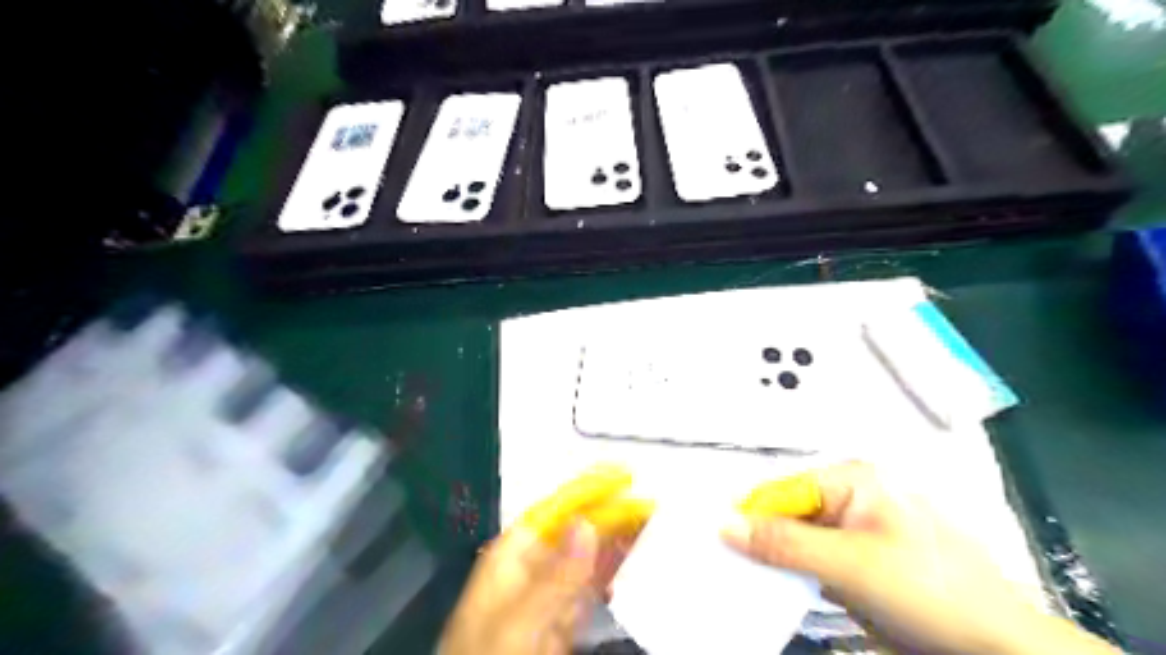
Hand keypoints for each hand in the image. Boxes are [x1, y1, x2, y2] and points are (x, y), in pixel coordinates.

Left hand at [441, 465, 651, 654]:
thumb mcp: (518, 620)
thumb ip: (555, 575)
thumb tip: (586, 525)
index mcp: (512, 555)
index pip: (555, 511)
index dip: (588, 489)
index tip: (623, 475)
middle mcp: (531, 568)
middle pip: (576, 531)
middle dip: (610, 514)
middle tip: (649, 502)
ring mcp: (548, 596)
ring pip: (588, 557)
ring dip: (616, 539)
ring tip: (648, 521)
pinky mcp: (561, 622)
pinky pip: (591, 588)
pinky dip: (611, 572)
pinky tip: (630, 558)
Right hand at [720, 464, 1119, 654]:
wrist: (1001, 650)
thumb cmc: (931, 592)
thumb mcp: (850, 566)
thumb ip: (783, 544)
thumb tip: (724, 525)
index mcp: (852, 478)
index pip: (781, 491)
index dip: (748, 517)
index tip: (715, 544)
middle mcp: (851, 496)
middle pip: (788, 514)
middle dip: (761, 542)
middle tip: (725, 567)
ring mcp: (857, 530)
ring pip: (799, 540)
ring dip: (776, 562)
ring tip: (743, 581)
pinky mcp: (862, 561)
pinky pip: (815, 562)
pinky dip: (797, 577)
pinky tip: (778, 592)